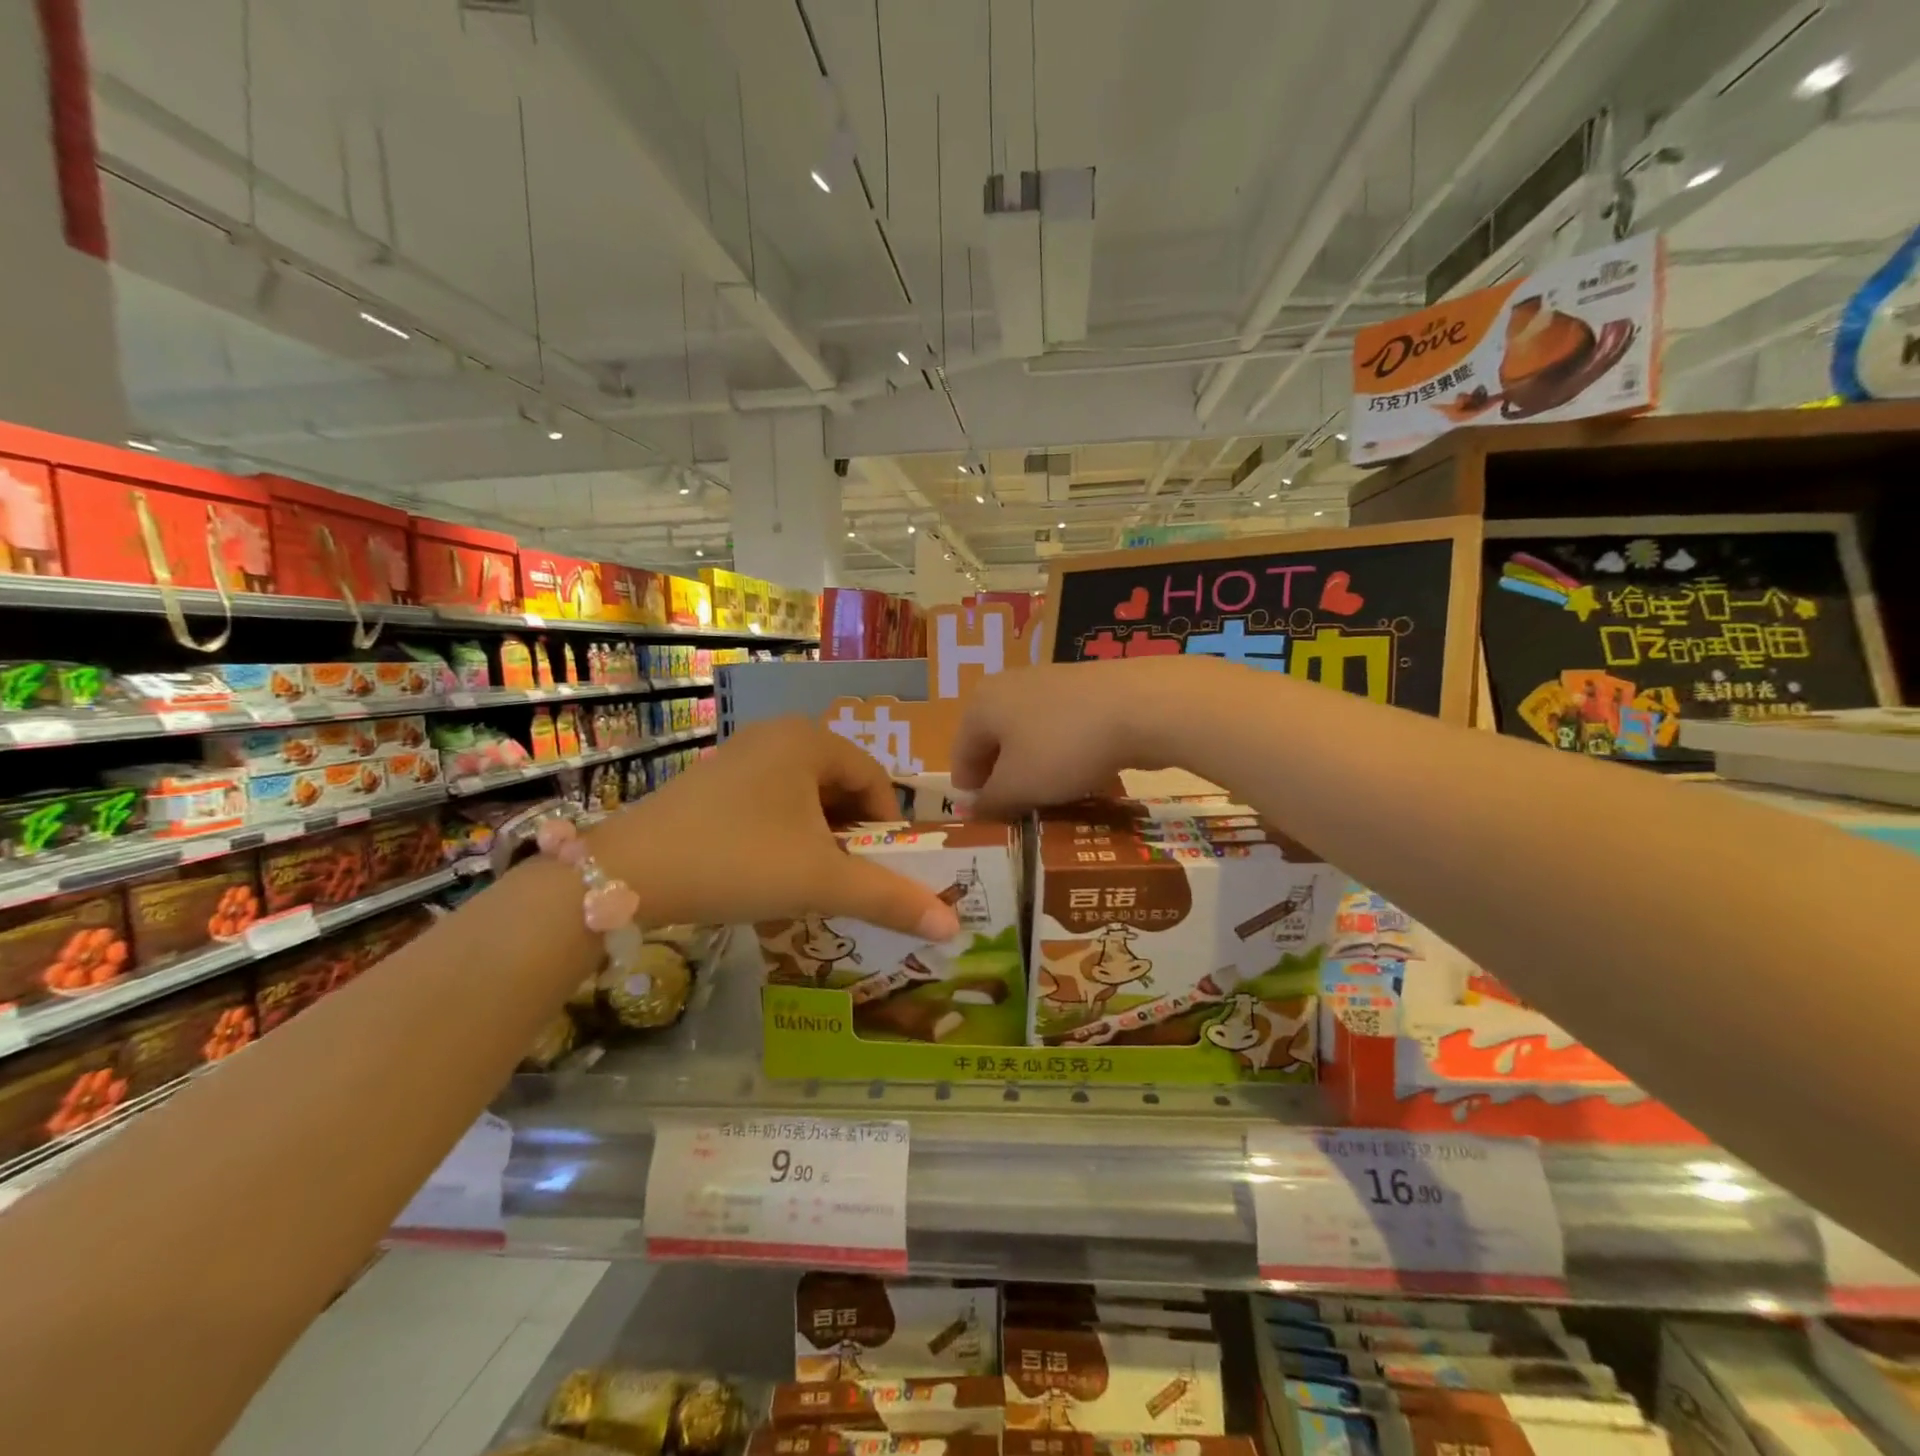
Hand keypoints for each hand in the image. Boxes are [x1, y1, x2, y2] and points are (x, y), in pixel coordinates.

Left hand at [589, 720, 960, 937]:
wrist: (625, 875)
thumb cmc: (738, 861)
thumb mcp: (820, 881)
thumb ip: (889, 899)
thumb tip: (953, 929)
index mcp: (810, 740)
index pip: (875, 780)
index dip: (888, 829)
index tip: (883, 871)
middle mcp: (777, 735)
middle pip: (840, 787)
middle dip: (853, 836)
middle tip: (850, 880)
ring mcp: (740, 756)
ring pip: (805, 798)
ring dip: (820, 839)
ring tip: (813, 882)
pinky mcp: (712, 782)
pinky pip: (771, 803)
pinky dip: (786, 835)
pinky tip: (771, 872)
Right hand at [952, 655, 1223, 815]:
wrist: (1141, 706)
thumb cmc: (1063, 747)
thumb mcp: (1018, 786)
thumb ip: (990, 802)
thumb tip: (974, 809)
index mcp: (980, 704)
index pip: (960, 757)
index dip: (972, 795)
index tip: (992, 823)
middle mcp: (1008, 686)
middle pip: (995, 746)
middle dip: (1006, 782)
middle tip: (1023, 814)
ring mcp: (1048, 683)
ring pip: (1030, 739)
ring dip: (1037, 771)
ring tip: (1056, 799)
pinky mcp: (1085, 689)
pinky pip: (1062, 731)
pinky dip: (1065, 754)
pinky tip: (1085, 774)